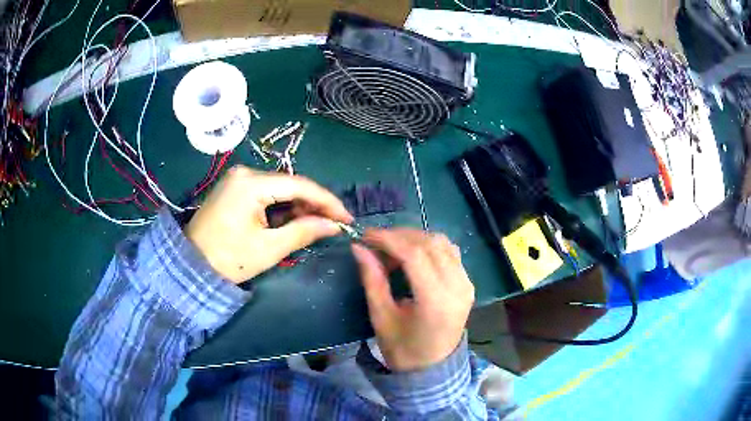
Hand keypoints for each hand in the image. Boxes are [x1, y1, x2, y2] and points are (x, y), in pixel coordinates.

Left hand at [186, 166, 352, 283]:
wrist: (191, 266)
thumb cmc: (228, 259)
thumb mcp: (269, 248)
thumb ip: (304, 231)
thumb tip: (334, 225)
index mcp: (251, 183)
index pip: (299, 185)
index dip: (327, 201)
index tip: (346, 218)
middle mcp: (245, 173)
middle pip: (289, 185)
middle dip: (313, 204)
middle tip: (332, 224)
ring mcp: (237, 179)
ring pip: (279, 189)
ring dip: (298, 206)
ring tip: (315, 225)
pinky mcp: (234, 189)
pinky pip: (266, 193)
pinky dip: (282, 207)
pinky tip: (292, 220)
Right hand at [352, 229, 474, 371]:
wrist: (433, 368)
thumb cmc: (403, 349)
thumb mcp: (381, 317)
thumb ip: (372, 280)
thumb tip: (359, 248)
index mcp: (435, 301)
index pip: (414, 255)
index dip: (388, 239)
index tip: (366, 235)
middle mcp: (457, 287)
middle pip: (430, 244)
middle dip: (399, 236)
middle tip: (375, 243)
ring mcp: (466, 284)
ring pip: (442, 243)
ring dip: (415, 239)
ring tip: (392, 249)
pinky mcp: (468, 284)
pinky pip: (450, 253)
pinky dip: (430, 247)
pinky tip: (413, 256)